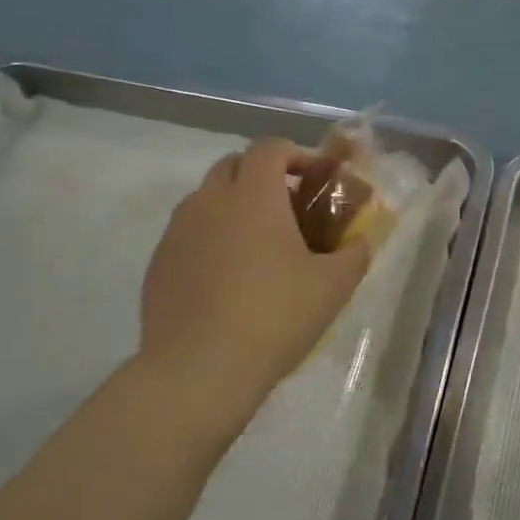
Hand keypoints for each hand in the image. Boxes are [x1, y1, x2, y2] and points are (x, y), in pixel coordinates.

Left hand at [138, 138, 370, 438]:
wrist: (198, 372)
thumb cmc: (275, 316)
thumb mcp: (334, 285)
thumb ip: (355, 252)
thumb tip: (361, 240)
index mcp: (254, 195)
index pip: (270, 148)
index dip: (297, 155)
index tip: (316, 178)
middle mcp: (210, 201)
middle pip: (234, 164)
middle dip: (263, 175)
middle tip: (289, 208)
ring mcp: (178, 231)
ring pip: (207, 198)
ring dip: (234, 205)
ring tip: (258, 245)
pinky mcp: (158, 263)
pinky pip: (188, 233)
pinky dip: (210, 237)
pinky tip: (227, 278)